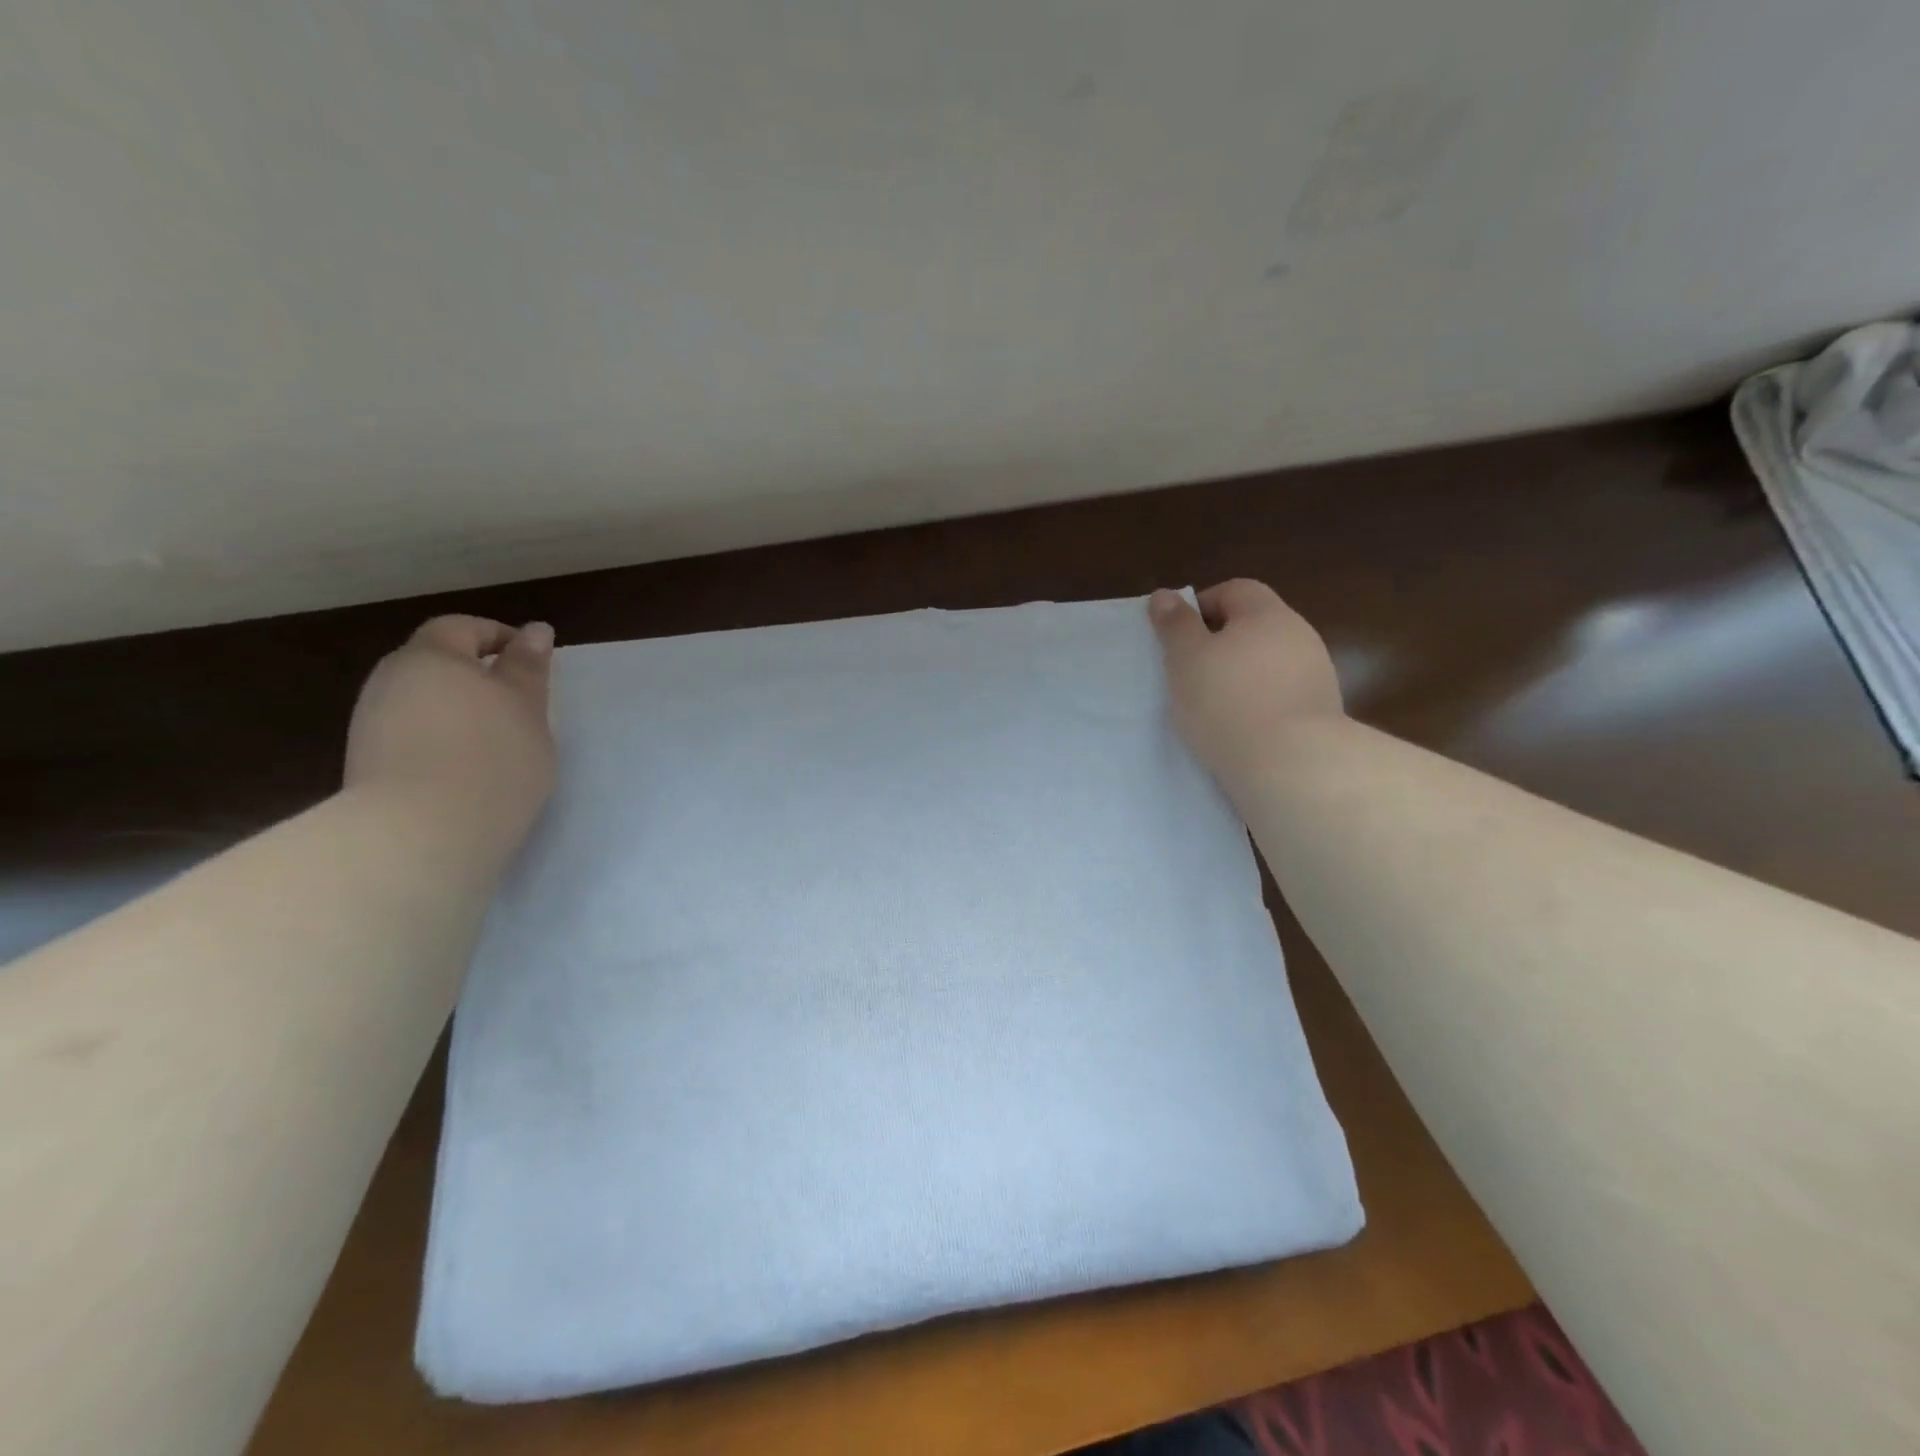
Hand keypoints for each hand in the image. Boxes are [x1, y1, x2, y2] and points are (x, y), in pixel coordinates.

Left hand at [344, 616, 557, 857]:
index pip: (461, 628)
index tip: (535, 663)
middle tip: (522, 706)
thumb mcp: (527, 706)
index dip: (500, 637)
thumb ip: (528, 666)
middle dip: (478, 677)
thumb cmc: (492, 757)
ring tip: (500, 744)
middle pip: (436, 664)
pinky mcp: (367, 766)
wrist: (422, 834)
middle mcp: (390, 682)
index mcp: (429, 657)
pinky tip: (469, 772)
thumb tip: (535, 630)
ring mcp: (371, 725)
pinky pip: (412, 738)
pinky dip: (442, 743)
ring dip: (460, 713)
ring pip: (424, 703)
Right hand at [1149, 580, 1343, 784]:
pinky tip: (1239, 730)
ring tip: (1211, 708)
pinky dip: (1258, 705)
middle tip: (1189, 674)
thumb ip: (1175, 625)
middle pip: (1253, 627)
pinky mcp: (1321, 713)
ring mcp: (1316, 675)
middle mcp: (1299, 635)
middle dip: (1220, 645)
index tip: (1178, 639)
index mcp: (1267, 613)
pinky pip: (1280, 696)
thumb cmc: (1227, 702)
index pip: (1234, 590)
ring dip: (1240, 677)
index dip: (1201, 607)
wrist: (1291, 765)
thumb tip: (1165, 595)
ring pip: (1267, 664)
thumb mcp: (1186, 659)